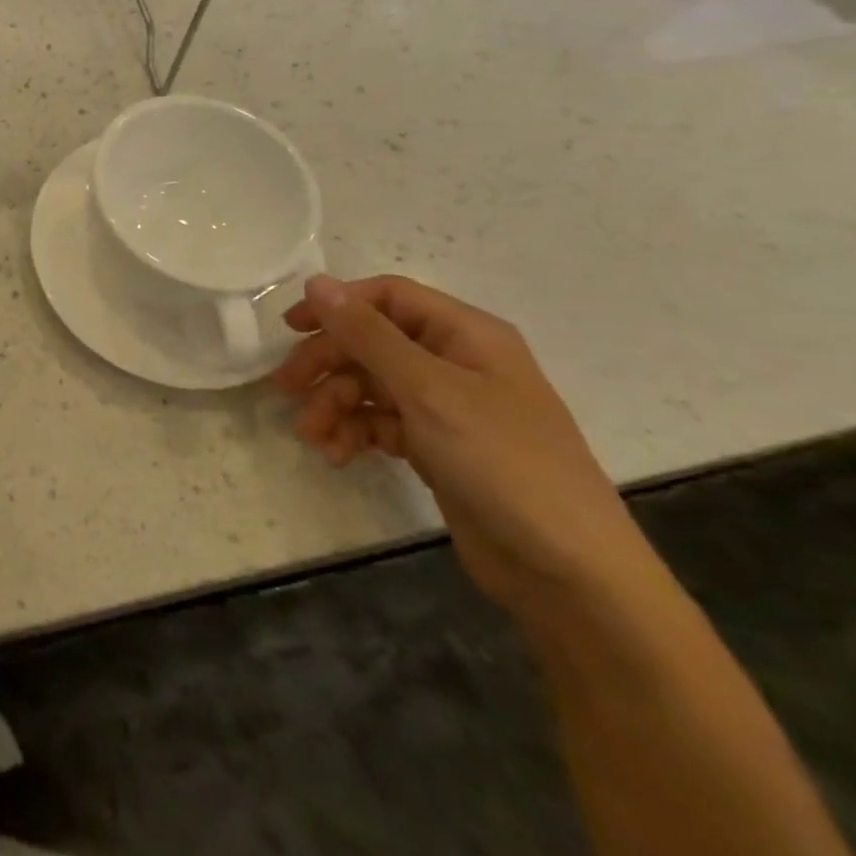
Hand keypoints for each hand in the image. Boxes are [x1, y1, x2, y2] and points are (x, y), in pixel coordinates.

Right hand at [274, 274, 650, 623]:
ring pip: (372, 385)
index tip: (290, 330)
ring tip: (313, 437)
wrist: (570, 573)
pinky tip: (338, 454)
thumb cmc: (501, 462)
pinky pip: (383, 423)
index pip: (388, 297)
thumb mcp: (426, 389)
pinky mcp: (440, 447)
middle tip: (285, 390)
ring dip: (335, 405)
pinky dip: (356, 433)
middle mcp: (456, 361)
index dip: (337, 306)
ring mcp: (449, 407)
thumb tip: (316, 282)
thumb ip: (367, 334)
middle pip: (373, 342)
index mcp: (465, 334)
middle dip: (327, 364)